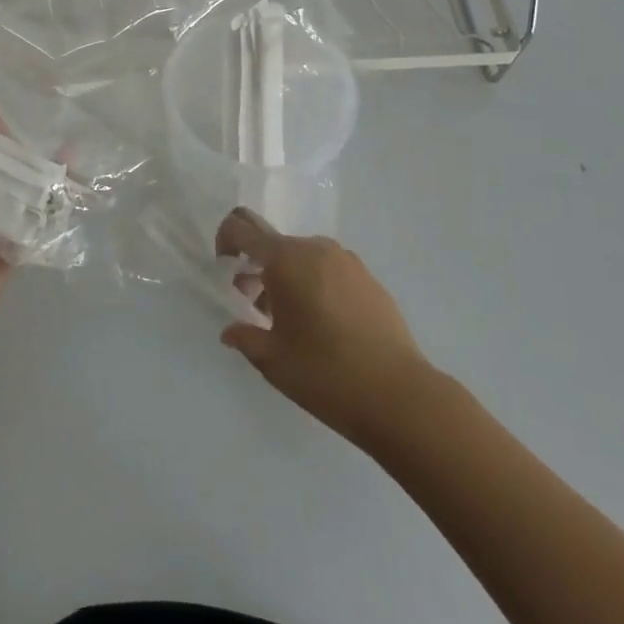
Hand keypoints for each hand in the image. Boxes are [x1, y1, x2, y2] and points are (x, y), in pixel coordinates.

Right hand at [216, 208, 433, 450]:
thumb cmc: (326, 374)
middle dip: (255, 265)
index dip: (224, 241)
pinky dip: (313, 284)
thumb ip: (245, 337)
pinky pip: (327, 268)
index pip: (241, 227)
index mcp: (285, 260)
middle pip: (272, 242)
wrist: (400, 396)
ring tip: (289, 320)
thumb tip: (230, 331)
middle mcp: (315, 249)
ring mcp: (346, 261)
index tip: (224, 270)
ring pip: (301, 256)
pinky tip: (321, 324)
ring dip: (285, 276)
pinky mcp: (368, 278)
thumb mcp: (273, 360)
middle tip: (254, 303)